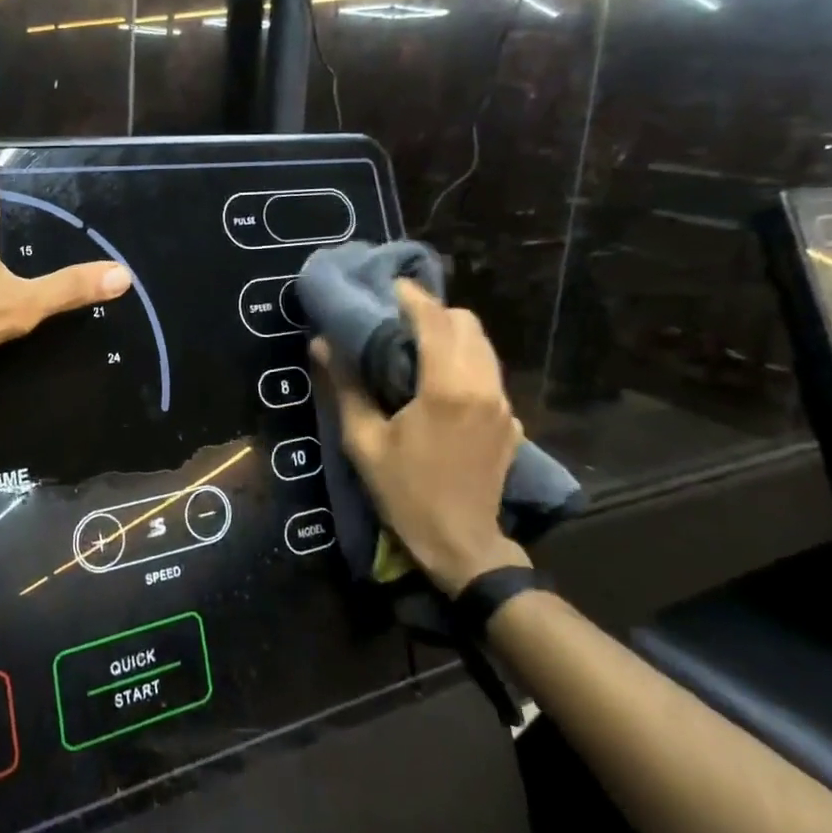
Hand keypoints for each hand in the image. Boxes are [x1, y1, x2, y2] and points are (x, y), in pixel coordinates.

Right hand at [311, 280, 527, 594]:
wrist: (461, 545)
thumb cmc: (405, 492)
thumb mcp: (363, 441)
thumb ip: (345, 386)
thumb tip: (320, 343)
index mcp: (447, 387)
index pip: (435, 320)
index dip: (411, 296)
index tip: (388, 286)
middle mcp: (483, 387)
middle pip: (467, 324)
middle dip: (434, 311)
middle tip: (398, 319)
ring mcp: (503, 405)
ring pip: (483, 347)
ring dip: (451, 335)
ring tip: (415, 345)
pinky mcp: (511, 423)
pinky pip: (488, 374)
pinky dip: (465, 361)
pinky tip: (437, 383)